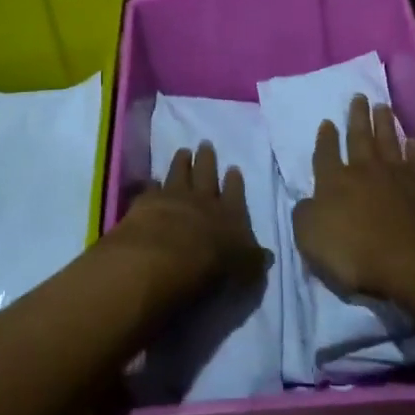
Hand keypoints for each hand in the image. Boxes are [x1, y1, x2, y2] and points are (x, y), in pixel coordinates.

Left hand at [108, 142, 269, 293]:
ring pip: (179, 173)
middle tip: (205, 144)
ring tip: (183, 151)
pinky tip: (153, 181)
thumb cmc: (210, 267)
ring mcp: (174, 197)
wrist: (164, 258)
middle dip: (207, 158)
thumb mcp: (244, 270)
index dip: (234, 181)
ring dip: (181, 162)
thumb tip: (267, 255)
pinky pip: (152, 188)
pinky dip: (153, 184)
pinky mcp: (147, 202)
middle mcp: (203, 199)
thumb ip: (253, 259)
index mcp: (229, 213)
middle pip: (206, 173)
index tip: (233, 168)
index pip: (235, 192)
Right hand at [293, 96, 414, 316]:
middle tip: (359, 97)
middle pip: (359, 137)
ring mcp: (397, 176)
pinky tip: (413, 141)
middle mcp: (365, 170)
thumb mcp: (310, 239)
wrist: (413, 262)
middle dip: (357, 117)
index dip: (325, 138)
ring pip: (388, 141)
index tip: (327, 122)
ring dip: (384, 123)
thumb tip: (306, 201)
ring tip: (382, 106)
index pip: (326, 154)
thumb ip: (305, 215)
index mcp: (334, 181)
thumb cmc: (355, 254)